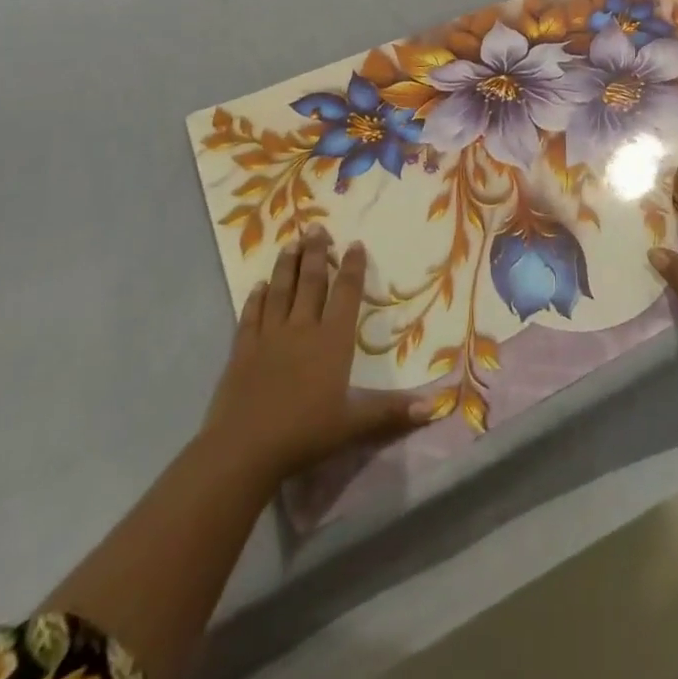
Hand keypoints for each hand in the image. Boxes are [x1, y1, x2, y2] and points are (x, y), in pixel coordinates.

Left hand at [203, 228, 430, 487]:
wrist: (244, 451)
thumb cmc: (304, 434)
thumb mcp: (354, 425)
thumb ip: (392, 412)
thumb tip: (435, 405)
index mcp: (332, 341)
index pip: (345, 294)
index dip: (352, 268)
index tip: (354, 243)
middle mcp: (302, 329)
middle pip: (310, 283)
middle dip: (315, 254)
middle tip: (316, 227)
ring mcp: (269, 338)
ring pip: (280, 292)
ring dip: (286, 266)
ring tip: (290, 243)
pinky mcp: (242, 352)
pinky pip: (250, 317)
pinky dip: (255, 299)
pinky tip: (259, 286)